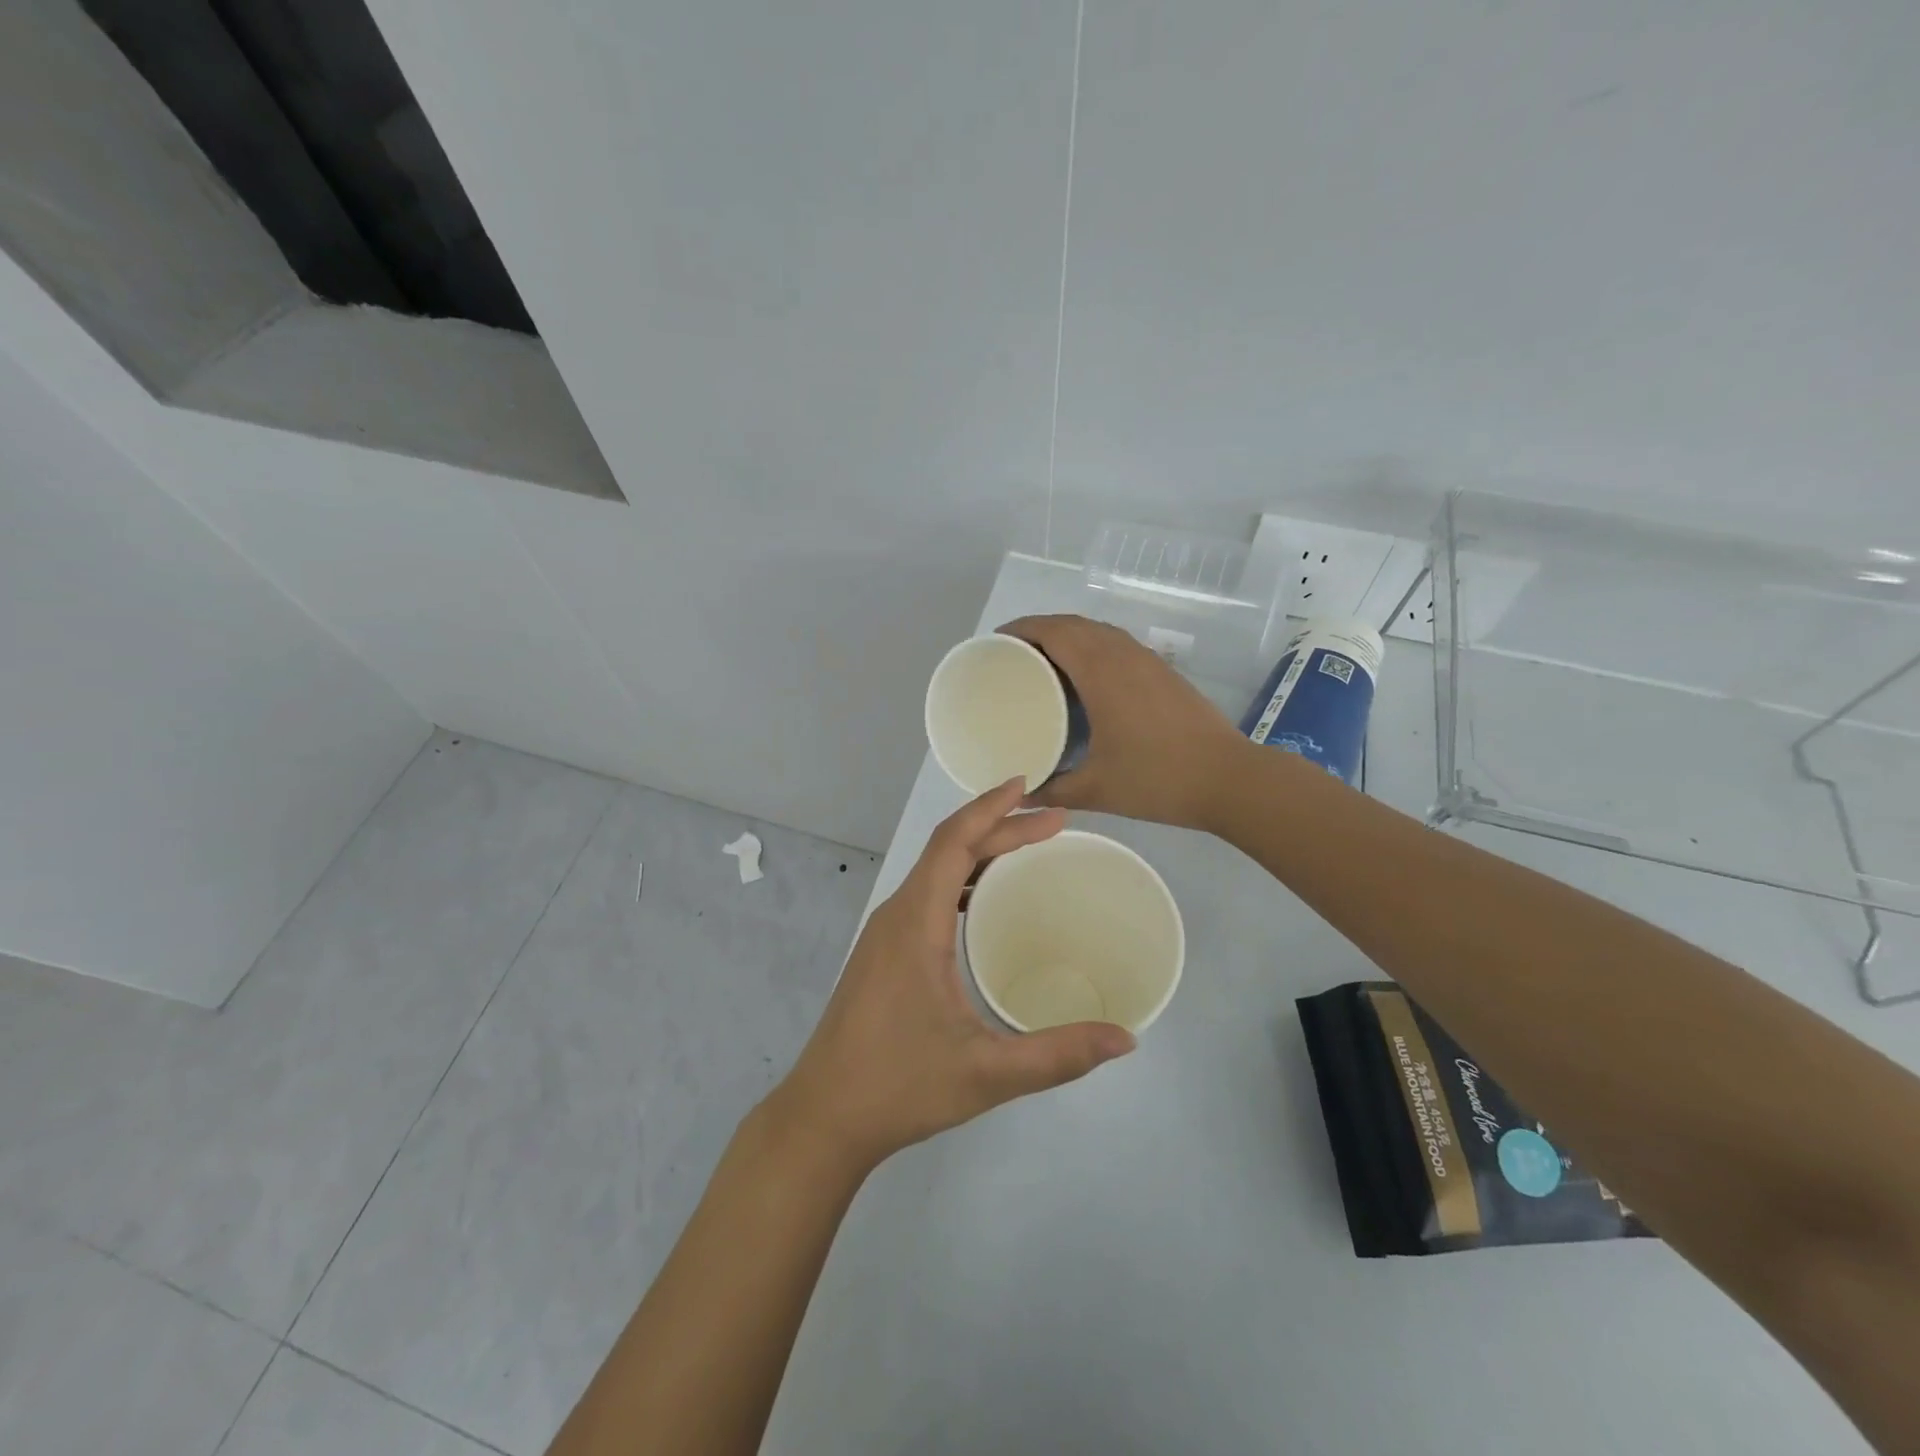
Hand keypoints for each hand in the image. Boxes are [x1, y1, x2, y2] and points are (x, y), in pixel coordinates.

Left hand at [771, 779, 1135, 1172]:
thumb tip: (1126, 1039)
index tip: (1030, 787)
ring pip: (934, 870)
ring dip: (979, 850)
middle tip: (1054, 822)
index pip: (953, 842)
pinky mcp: (883, 953)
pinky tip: (984, 901)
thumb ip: (1057, 1056)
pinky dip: (961, 879)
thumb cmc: (900, 1086)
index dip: (991, 808)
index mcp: (915, 922)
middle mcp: (897, 915)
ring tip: (1027, 847)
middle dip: (999, 827)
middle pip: (948, 849)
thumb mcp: (987, 1074)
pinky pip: (926, 894)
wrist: (823, 1117)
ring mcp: (885, 933)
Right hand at [1001, 614, 1248, 831]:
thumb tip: (1020, 797)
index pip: (1054, 631)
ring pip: (1098, 631)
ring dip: (1067, 636)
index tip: (996, 641)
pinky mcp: (1163, 671)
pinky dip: (1091, 647)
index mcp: (1102, 672)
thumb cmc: (1158, 779)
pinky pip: (1117, 644)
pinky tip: (1085, 678)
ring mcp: (1147, 660)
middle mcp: (1123, 655)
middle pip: (1073, 624)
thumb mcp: (1097, 790)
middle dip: (1038, 630)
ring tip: (1042, 662)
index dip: (1021, 629)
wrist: (1229, 778)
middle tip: (1011, 654)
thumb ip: (1053, 790)